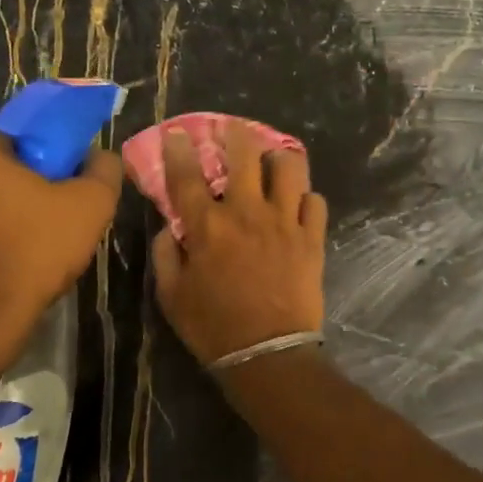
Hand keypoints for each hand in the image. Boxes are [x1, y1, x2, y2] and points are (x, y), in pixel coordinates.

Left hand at [0, 121, 121, 342]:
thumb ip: (102, 171)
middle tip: (53, 216)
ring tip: (33, 249)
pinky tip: (7, 270)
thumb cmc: (32, 249)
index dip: (44, 157)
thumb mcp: (90, 205)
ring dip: (0, 217)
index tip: (63, 183)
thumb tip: (101, 157)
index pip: (14, 135)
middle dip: (20, 186)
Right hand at [150, 121, 327, 365]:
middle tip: (234, 127)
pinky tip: (299, 204)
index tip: (178, 133)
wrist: (267, 353)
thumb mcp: (171, 296)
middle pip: (244, 155)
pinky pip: (315, 201)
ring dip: (279, 157)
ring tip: (274, 159)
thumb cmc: (213, 328)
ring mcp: (284, 222)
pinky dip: (306, 198)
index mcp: (208, 226)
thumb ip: (167, 254)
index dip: (180, 149)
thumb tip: (171, 227)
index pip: (188, 175)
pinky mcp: (312, 238)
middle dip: (236, 133)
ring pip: (289, 167)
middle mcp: (247, 213)